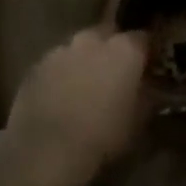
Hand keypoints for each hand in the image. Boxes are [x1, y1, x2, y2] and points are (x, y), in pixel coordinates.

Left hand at [0, 26, 148, 185]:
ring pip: (79, 48)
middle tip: (114, 74)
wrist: (45, 150)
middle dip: (112, 49)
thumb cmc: (101, 136)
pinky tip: (60, 96)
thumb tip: (149, 88)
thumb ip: (146, 96)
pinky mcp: (36, 65)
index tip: (147, 66)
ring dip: (85, 60)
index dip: (145, 52)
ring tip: (85, 87)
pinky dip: (61, 73)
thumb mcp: (137, 122)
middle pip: (108, 35)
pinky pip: (56, 63)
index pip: (142, 38)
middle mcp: (92, 40)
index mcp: (123, 50)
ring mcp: (61, 49)